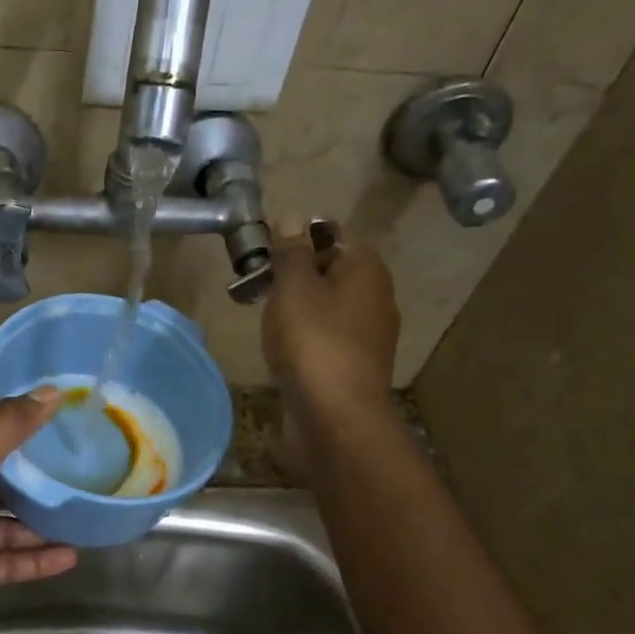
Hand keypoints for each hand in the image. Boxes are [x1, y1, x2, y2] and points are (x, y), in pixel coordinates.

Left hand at [0, 388, 77, 633]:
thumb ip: (9, 426)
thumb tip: (52, 391)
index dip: (19, 427)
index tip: (61, 421)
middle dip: (35, 478)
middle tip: (80, 470)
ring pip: (7, 524)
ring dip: (41, 522)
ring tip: (82, 514)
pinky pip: (9, 561)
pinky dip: (38, 559)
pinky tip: (72, 557)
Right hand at [261, 218, 400, 406]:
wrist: (334, 417)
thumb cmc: (313, 342)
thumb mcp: (294, 287)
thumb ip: (291, 253)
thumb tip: (293, 216)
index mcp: (366, 270)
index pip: (335, 237)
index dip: (300, 242)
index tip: (267, 256)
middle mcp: (376, 299)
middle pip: (331, 274)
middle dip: (296, 278)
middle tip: (258, 288)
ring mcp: (367, 337)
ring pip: (327, 309)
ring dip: (298, 311)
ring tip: (264, 321)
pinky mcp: (354, 368)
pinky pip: (326, 340)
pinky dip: (304, 340)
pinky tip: (281, 352)